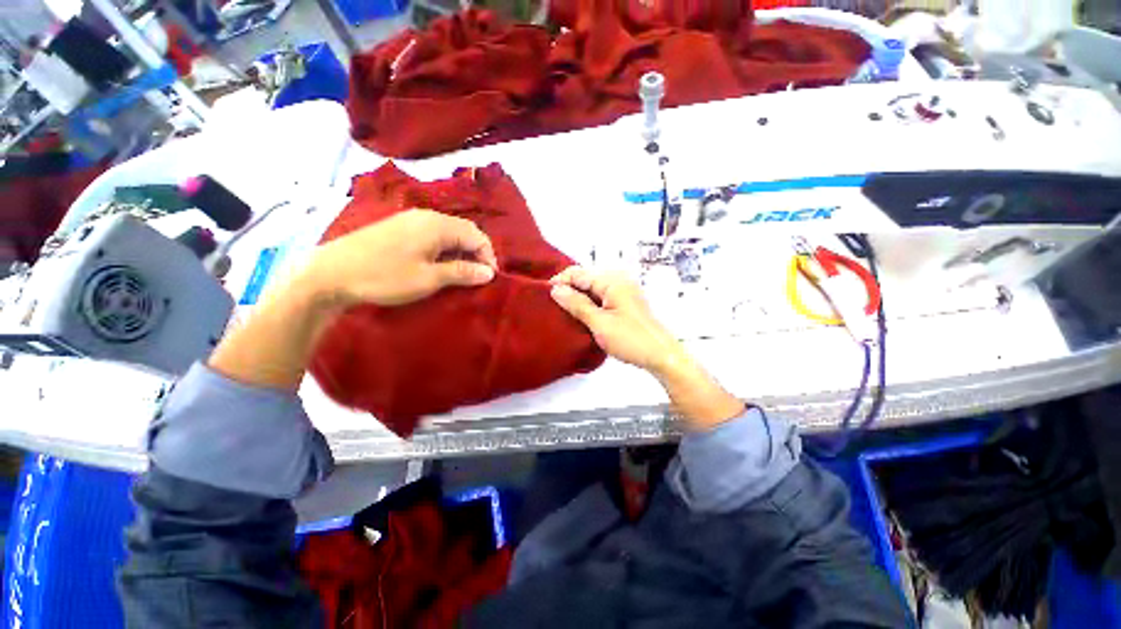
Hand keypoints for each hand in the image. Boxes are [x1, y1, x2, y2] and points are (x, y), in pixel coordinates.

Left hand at [301, 209, 497, 308]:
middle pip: (464, 231)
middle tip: (477, 277)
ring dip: (460, 251)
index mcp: (438, 225)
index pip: (477, 235)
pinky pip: (432, 234)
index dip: (488, 256)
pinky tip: (438, 264)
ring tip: (460, 273)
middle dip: (476, 253)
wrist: (330, 273)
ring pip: (448, 232)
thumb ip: (462, 272)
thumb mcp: (429, 278)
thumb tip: (489, 272)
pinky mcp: (398, 227)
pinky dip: (444, 249)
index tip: (489, 278)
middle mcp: (427, 216)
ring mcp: (410, 219)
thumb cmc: (385, 276)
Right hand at [549, 266, 683, 375]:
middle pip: (586, 279)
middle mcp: (618, 280)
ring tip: (563, 312)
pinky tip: (581, 316)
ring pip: (593, 289)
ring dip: (579, 298)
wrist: (661, 355)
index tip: (544, 295)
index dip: (560, 282)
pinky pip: (601, 298)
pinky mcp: (625, 303)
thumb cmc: (630, 339)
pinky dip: (590, 304)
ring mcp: (623, 291)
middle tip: (553, 306)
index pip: (579, 273)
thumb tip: (555, 289)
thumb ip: (576, 304)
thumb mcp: (599, 323)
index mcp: (612, 281)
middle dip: (569, 290)